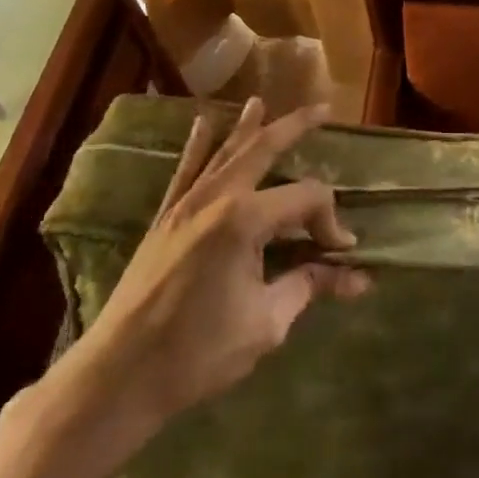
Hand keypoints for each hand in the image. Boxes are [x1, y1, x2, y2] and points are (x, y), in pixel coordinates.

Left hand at [29, 98, 368, 475]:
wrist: (119, 375)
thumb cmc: (197, 352)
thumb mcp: (266, 322)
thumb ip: (310, 287)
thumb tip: (359, 279)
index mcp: (245, 220)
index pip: (306, 200)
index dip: (331, 222)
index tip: (341, 256)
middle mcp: (216, 198)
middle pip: (264, 149)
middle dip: (296, 127)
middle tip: (323, 110)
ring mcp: (186, 204)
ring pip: (224, 152)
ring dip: (247, 127)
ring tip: (261, 102)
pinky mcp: (165, 218)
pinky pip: (185, 170)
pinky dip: (198, 146)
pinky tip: (203, 124)